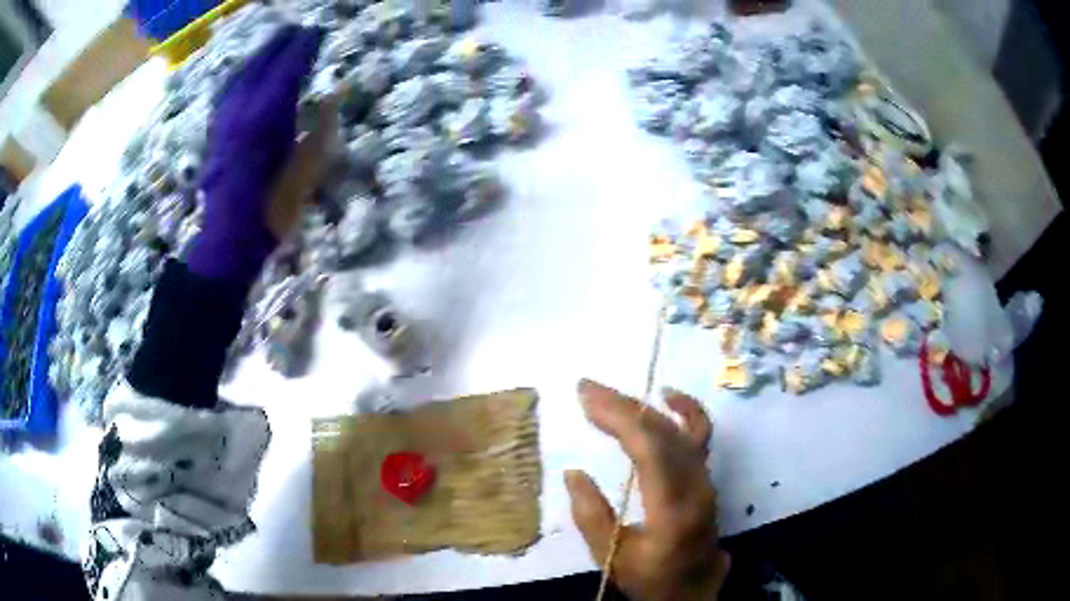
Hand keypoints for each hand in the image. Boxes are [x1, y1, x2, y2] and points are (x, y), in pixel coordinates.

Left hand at [187, 25, 327, 282]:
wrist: (227, 239)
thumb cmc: (270, 209)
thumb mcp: (305, 171)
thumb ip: (318, 129)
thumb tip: (329, 98)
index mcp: (268, 114)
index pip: (288, 67)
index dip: (303, 47)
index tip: (317, 32)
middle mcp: (243, 108)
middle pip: (262, 63)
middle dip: (280, 43)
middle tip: (297, 30)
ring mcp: (225, 118)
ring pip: (241, 74)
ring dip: (259, 56)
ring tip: (274, 45)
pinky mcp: (216, 131)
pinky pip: (229, 91)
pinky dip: (242, 75)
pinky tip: (246, 75)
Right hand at [566, 379, 730, 600]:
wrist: (693, 588)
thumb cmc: (650, 577)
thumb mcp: (612, 557)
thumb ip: (592, 516)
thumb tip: (574, 472)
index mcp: (672, 509)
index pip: (650, 450)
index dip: (618, 418)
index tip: (586, 399)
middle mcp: (696, 486)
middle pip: (663, 432)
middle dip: (623, 406)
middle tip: (587, 389)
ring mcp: (706, 479)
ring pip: (679, 430)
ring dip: (643, 408)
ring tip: (611, 394)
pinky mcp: (706, 477)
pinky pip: (701, 435)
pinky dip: (686, 410)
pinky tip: (667, 396)